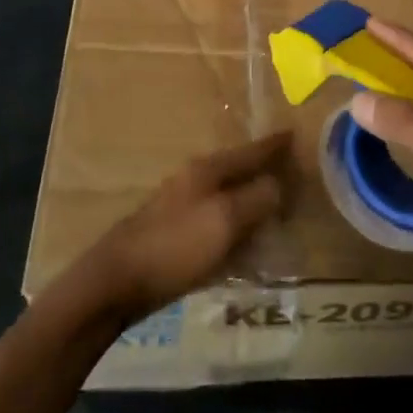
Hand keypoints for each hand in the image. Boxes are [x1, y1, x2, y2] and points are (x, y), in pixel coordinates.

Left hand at [68, 133, 287, 322]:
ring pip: (228, 196)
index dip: (273, 145)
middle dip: (264, 171)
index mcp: (207, 170)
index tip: (294, 134)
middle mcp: (195, 181)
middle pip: (238, 170)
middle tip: (293, 174)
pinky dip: (236, 223)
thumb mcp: (224, 220)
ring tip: (276, 207)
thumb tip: (278, 184)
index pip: (249, 151)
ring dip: (251, 199)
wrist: (118, 279)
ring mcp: (182, 206)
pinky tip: (245, 239)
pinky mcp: (176, 233)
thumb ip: (255, 199)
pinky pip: (217, 220)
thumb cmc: (176, 245)